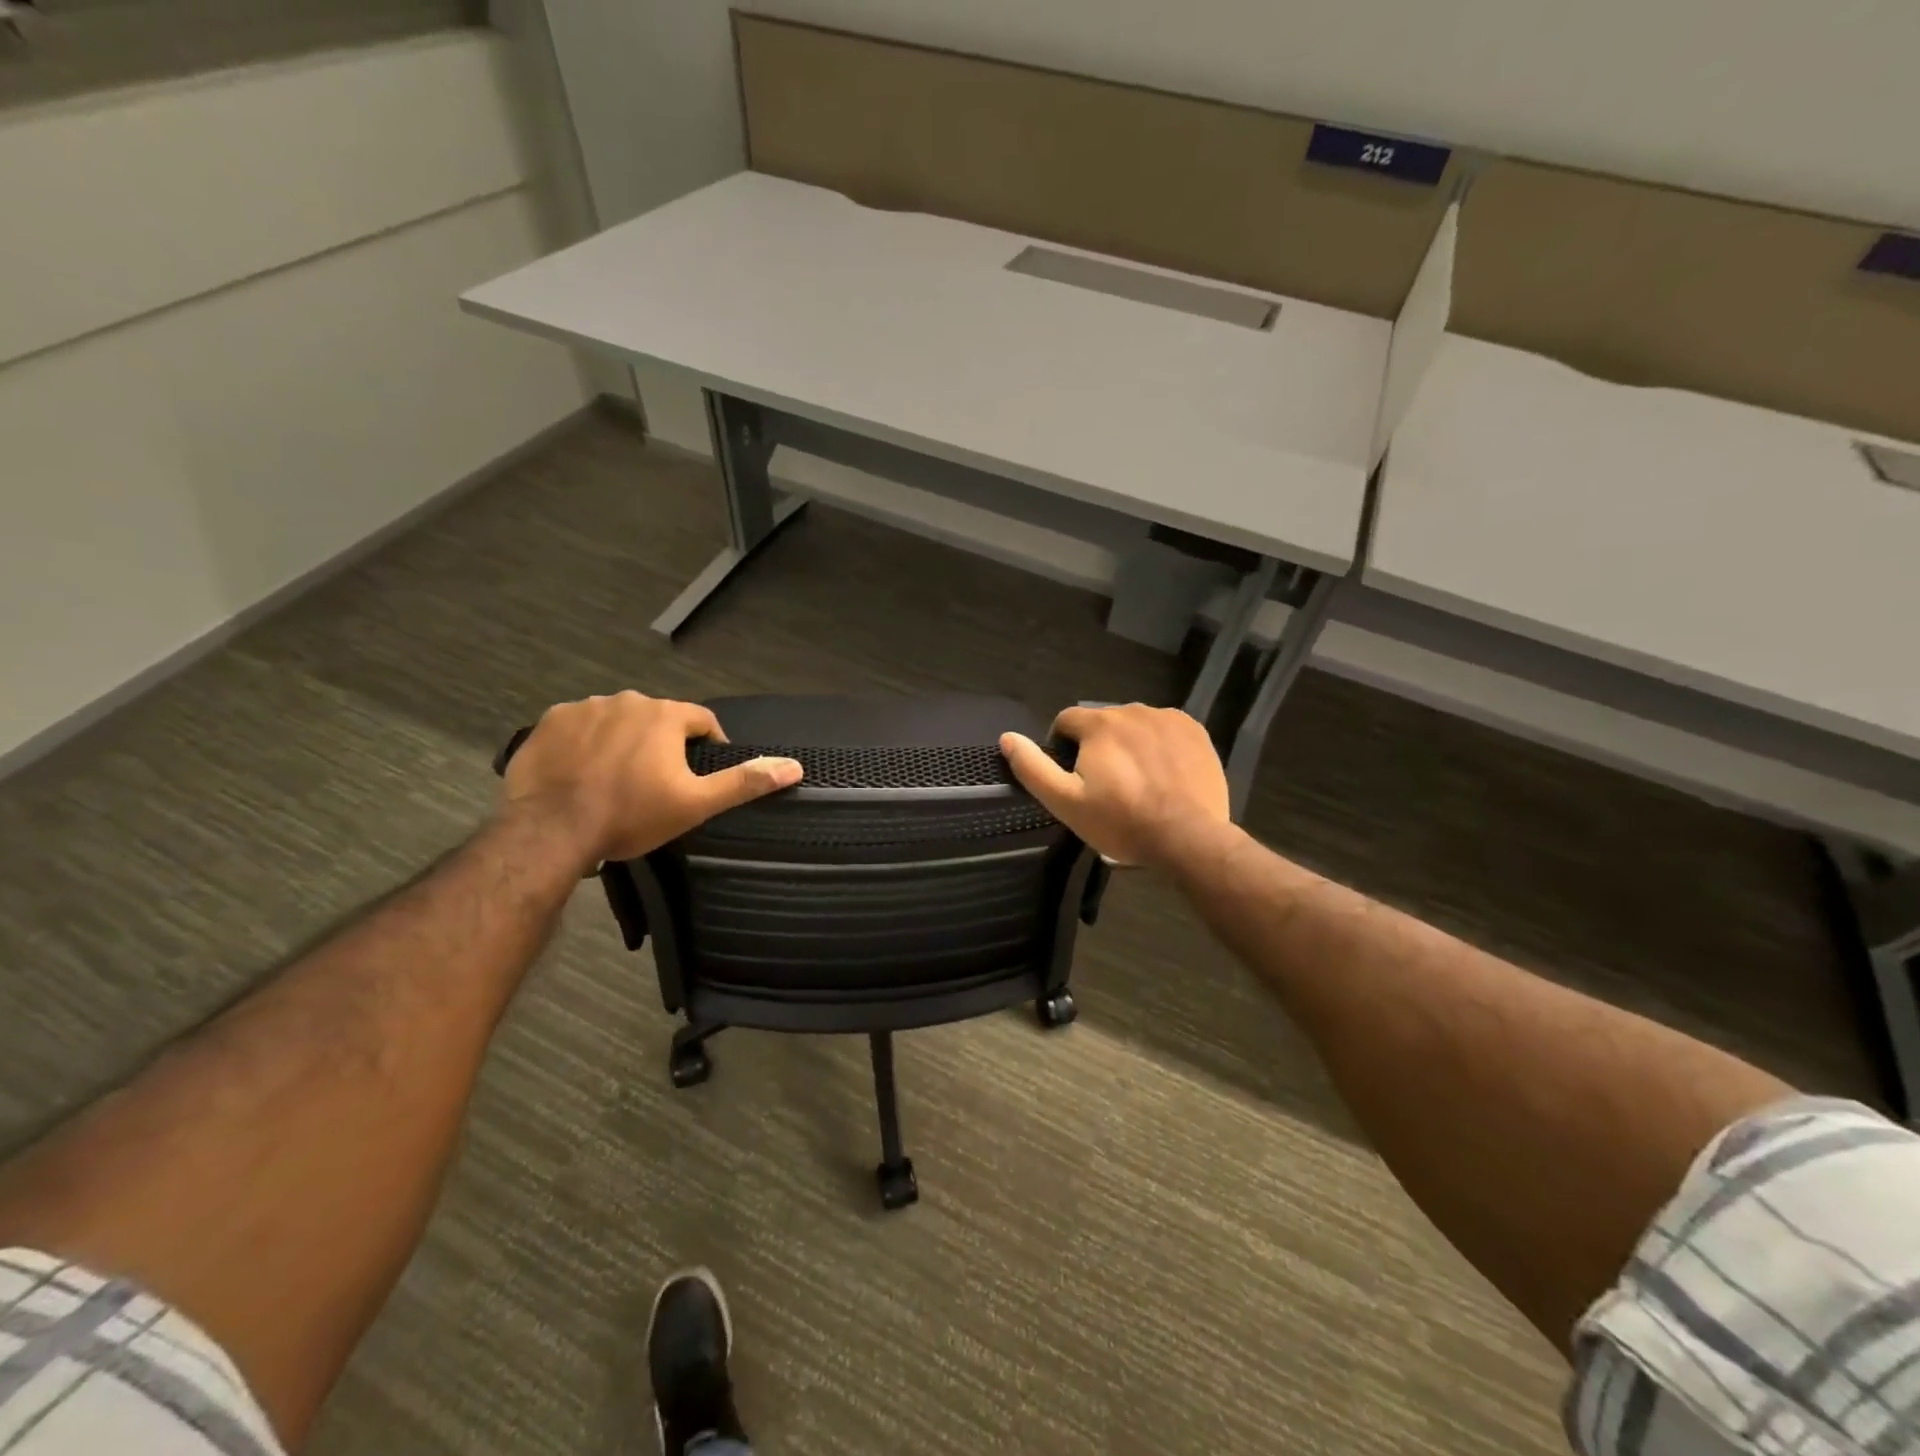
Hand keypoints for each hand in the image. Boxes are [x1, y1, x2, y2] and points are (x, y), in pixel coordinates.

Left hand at [502, 691, 801, 863]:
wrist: (551, 829)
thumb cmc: (631, 815)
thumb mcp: (696, 804)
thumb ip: (744, 782)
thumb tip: (794, 766)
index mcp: (665, 715)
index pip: (701, 720)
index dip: (708, 744)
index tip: (700, 773)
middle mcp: (627, 700)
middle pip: (657, 718)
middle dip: (662, 743)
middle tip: (656, 782)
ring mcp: (584, 707)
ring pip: (618, 720)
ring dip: (624, 740)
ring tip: (616, 778)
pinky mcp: (549, 722)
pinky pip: (578, 726)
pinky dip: (585, 743)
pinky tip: (581, 771)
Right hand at [999, 704, 1229, 867]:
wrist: (1188, 838)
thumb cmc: (1121, 822)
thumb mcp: (1066, 802)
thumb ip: (1033, 768)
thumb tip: (1007, 738)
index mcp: (1099, 724)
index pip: (1066, 721)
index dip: (1063, 747)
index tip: (1074, 778)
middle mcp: (1133, 710)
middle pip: (1103, 723)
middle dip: (1099, 747)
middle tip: (1107, 787)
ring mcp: (1168, 719)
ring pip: (1135, 726)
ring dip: (1129, 745)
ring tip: (1138, 783)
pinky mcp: (1195, 732)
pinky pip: (1165, 731)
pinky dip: (1159, 746)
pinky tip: (1164, 776)